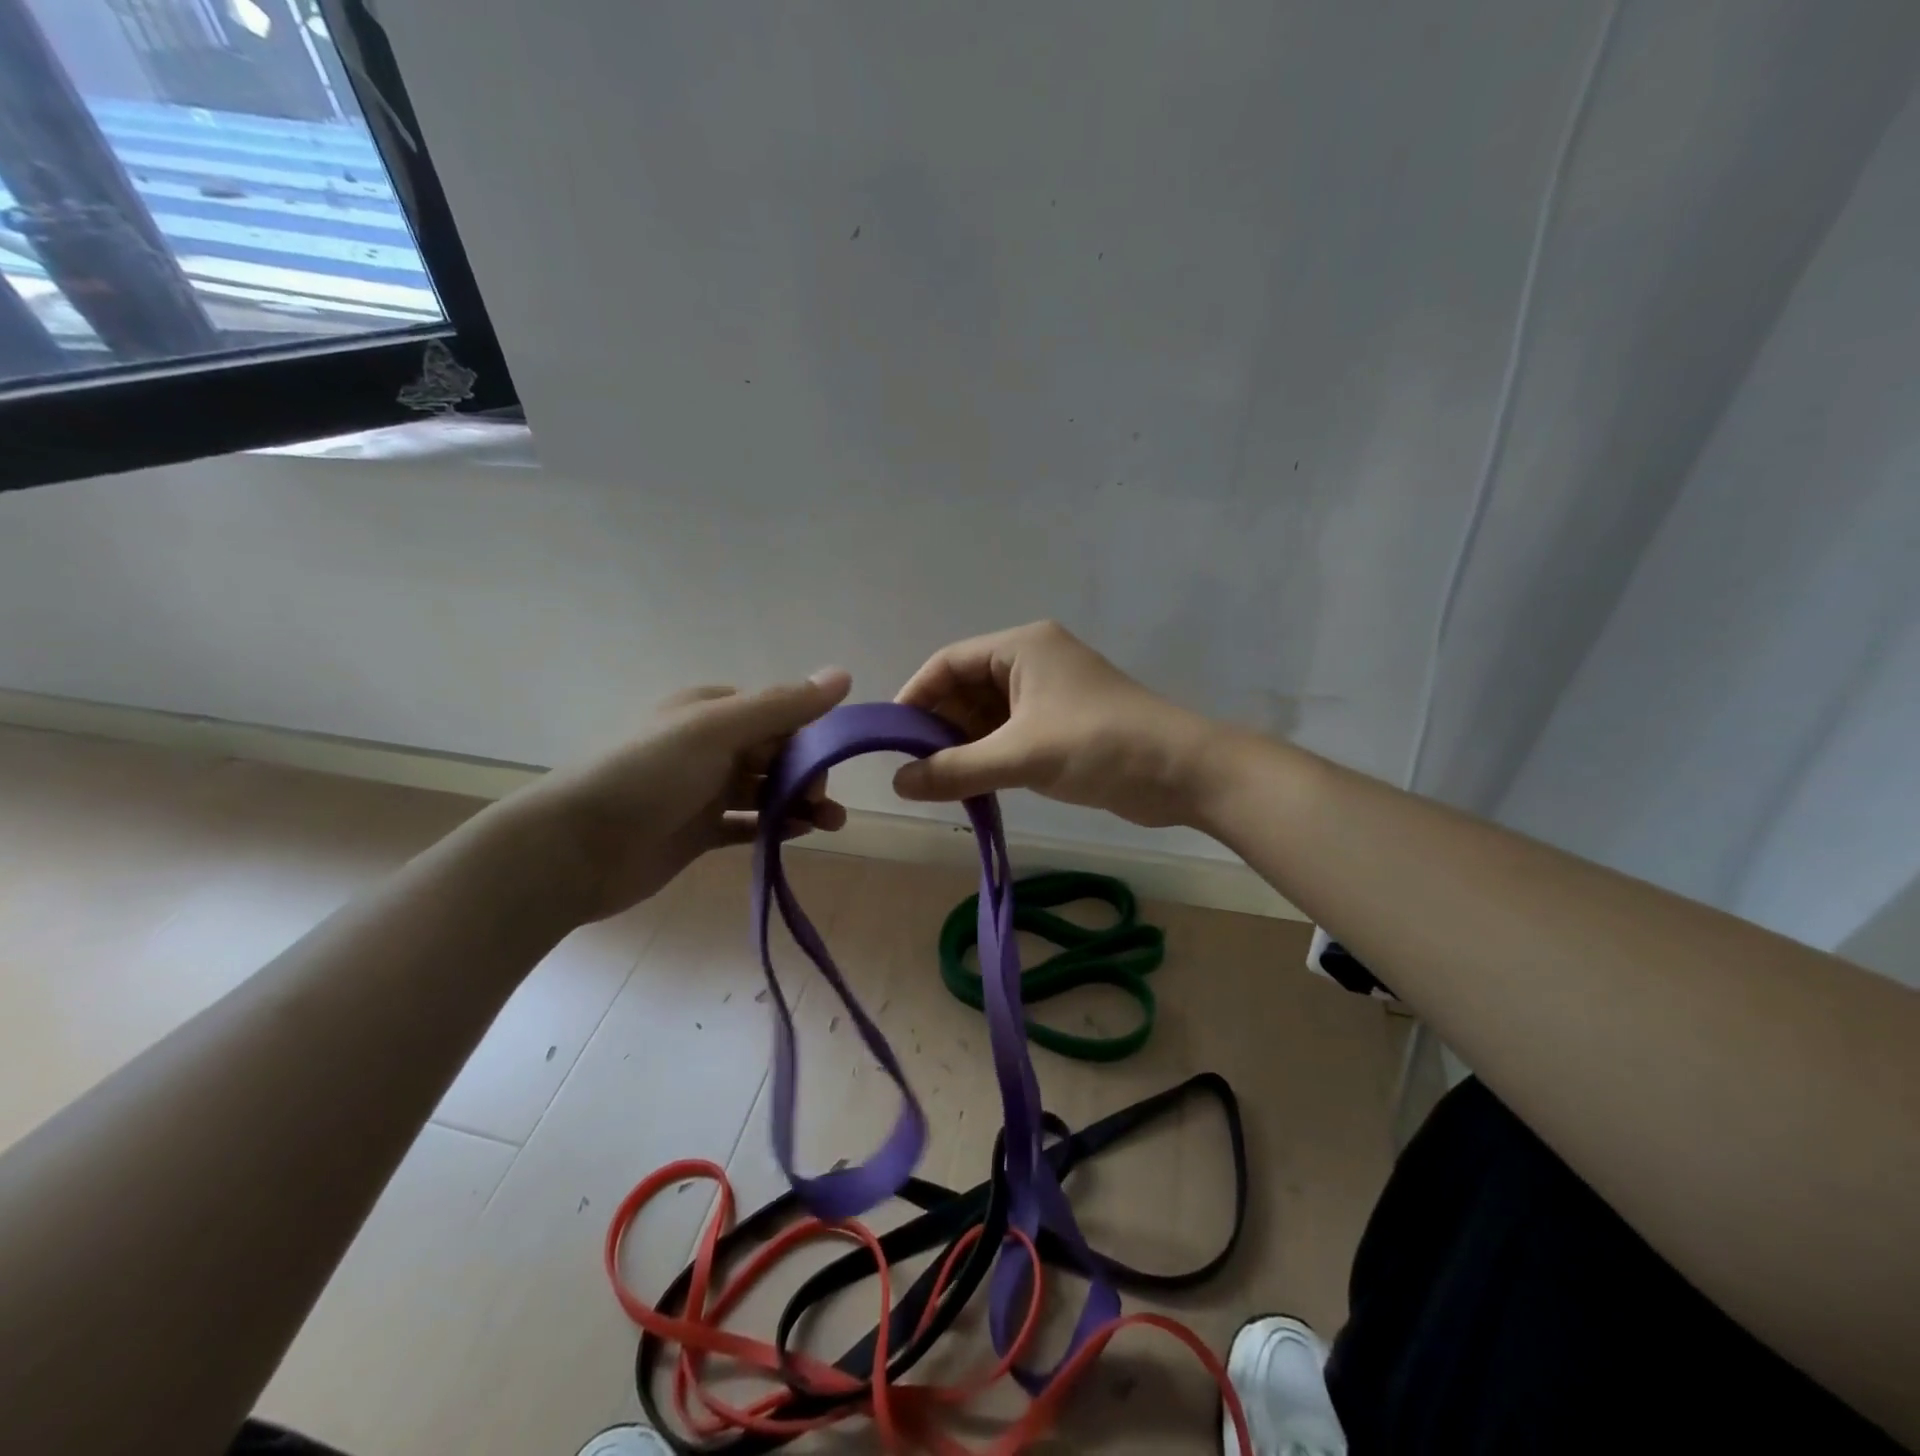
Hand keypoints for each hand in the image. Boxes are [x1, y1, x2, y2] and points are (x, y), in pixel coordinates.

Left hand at [508, 669, 851, 921]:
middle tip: (822, 802)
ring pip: (765, 791)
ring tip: (831, 825)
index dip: (810, 735)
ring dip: (800, 803)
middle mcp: (709, 746)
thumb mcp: (716, 730)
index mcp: (711, 711)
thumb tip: (843, 673)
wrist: (575, 848)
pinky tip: (798, 835)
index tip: (828, 762)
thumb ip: (781, 706)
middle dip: (808, 773)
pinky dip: (774, 827)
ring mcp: (702, 791)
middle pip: (776, 753)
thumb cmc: (647, 776)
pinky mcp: (697, 831)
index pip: (778, 714)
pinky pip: (747, 824)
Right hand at [891, 621, 1215, 826]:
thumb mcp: (1020, 755)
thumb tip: (896, 784)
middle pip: (966, 687)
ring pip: (987, 714)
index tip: (890, 738)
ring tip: (936, 781)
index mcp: (1022, 646)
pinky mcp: (1062, 723)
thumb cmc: (1098, 745)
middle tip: (912, 767)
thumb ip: (954, 770)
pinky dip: (988, 755)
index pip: (948, 662)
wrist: (1182, 772)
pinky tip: (971, 784)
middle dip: (938, 725)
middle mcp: (1032, 660)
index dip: (915, 697)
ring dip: (963, 744)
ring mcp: (1049, 693)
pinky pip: (1009, 733)